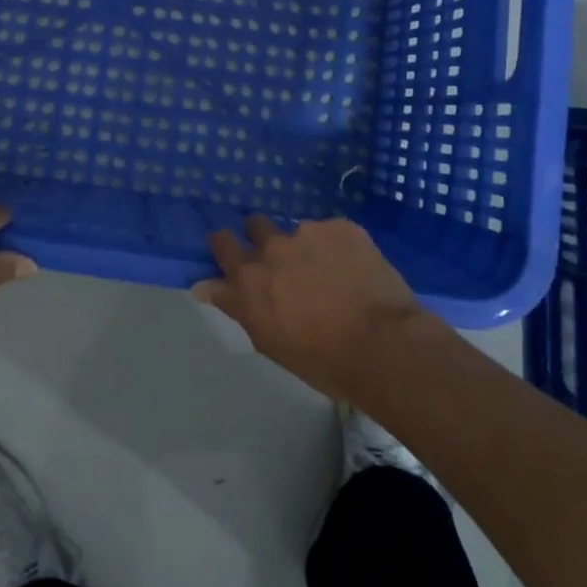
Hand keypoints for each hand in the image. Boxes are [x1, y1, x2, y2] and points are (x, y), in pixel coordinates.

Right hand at [193, 216, 433, 405]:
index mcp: (249, 278)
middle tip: (283, 261)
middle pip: (255, 226)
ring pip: (298, 231)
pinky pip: (333, 232)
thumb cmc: (323, 360)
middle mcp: (272, 248)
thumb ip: (235, 306)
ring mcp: (307, 232)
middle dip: (263, 238)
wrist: (384, 346)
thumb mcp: (269, 341)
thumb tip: (202, 286)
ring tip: (330, 271)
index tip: (233, 254)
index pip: (221, 244)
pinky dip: (339, 248)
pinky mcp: (341, 227)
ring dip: (306, 246)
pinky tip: (356, 270)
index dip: (226, 247)